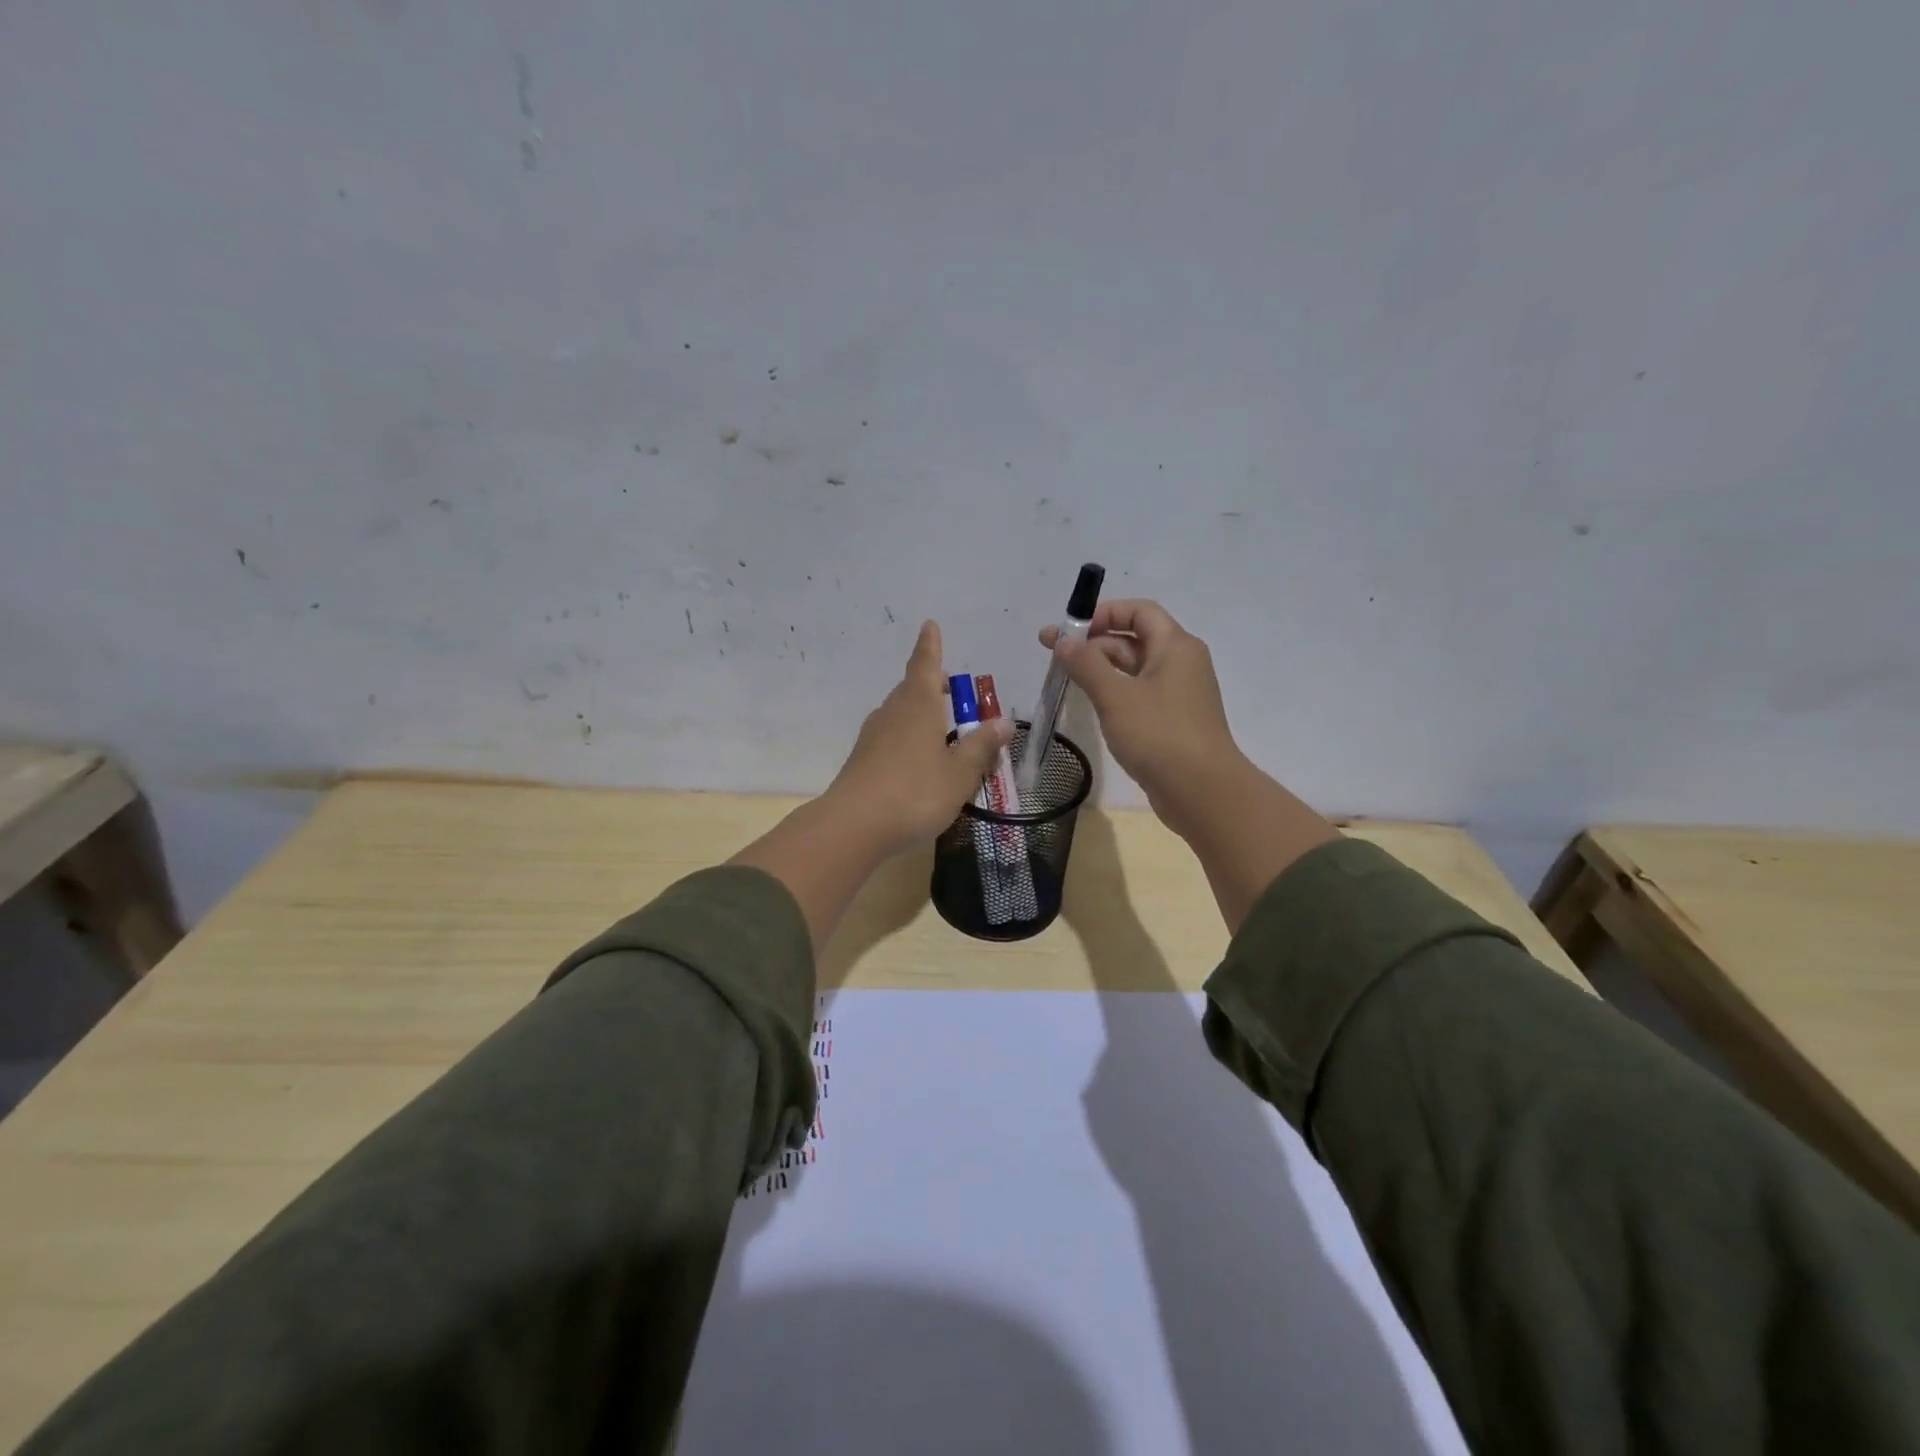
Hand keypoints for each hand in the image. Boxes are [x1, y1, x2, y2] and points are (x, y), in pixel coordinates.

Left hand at [824, 620, 1012, 859]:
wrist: (854, 825)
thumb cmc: (915, 792)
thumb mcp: (959, 773)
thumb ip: (981, 747)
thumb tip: (1003, 721)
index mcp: (918, 705)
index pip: (926, 664)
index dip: (931, 646)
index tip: (929, 625)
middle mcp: (892, 713)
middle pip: (911, 689)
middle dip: (930, 684)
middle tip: (950, 688)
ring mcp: (872, 737)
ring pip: (899, 714)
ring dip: (919, 714)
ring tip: (940, 727)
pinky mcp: (862, 761)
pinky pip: (890, 739)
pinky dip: (907, 739)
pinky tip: (917, 761)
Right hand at [1039, 599, 1237, 831]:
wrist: (1202, 792)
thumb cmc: (1159, 735)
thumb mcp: (1116, 696)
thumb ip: (1086, 664)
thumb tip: (1063, 640)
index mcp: (1175, 646)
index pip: (1139, 610)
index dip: (1102, 613)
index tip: (1068, 630)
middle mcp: (1181, 663)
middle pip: (1134, 638)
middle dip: (1093, 642)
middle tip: (1053, 655)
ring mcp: (1178, 694)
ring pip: (1135, 669)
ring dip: (1101, 668)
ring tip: (1065, 678)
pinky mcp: (1172, 721)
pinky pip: (1140, 694)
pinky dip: (1114, 692)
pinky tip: (1091, 704)